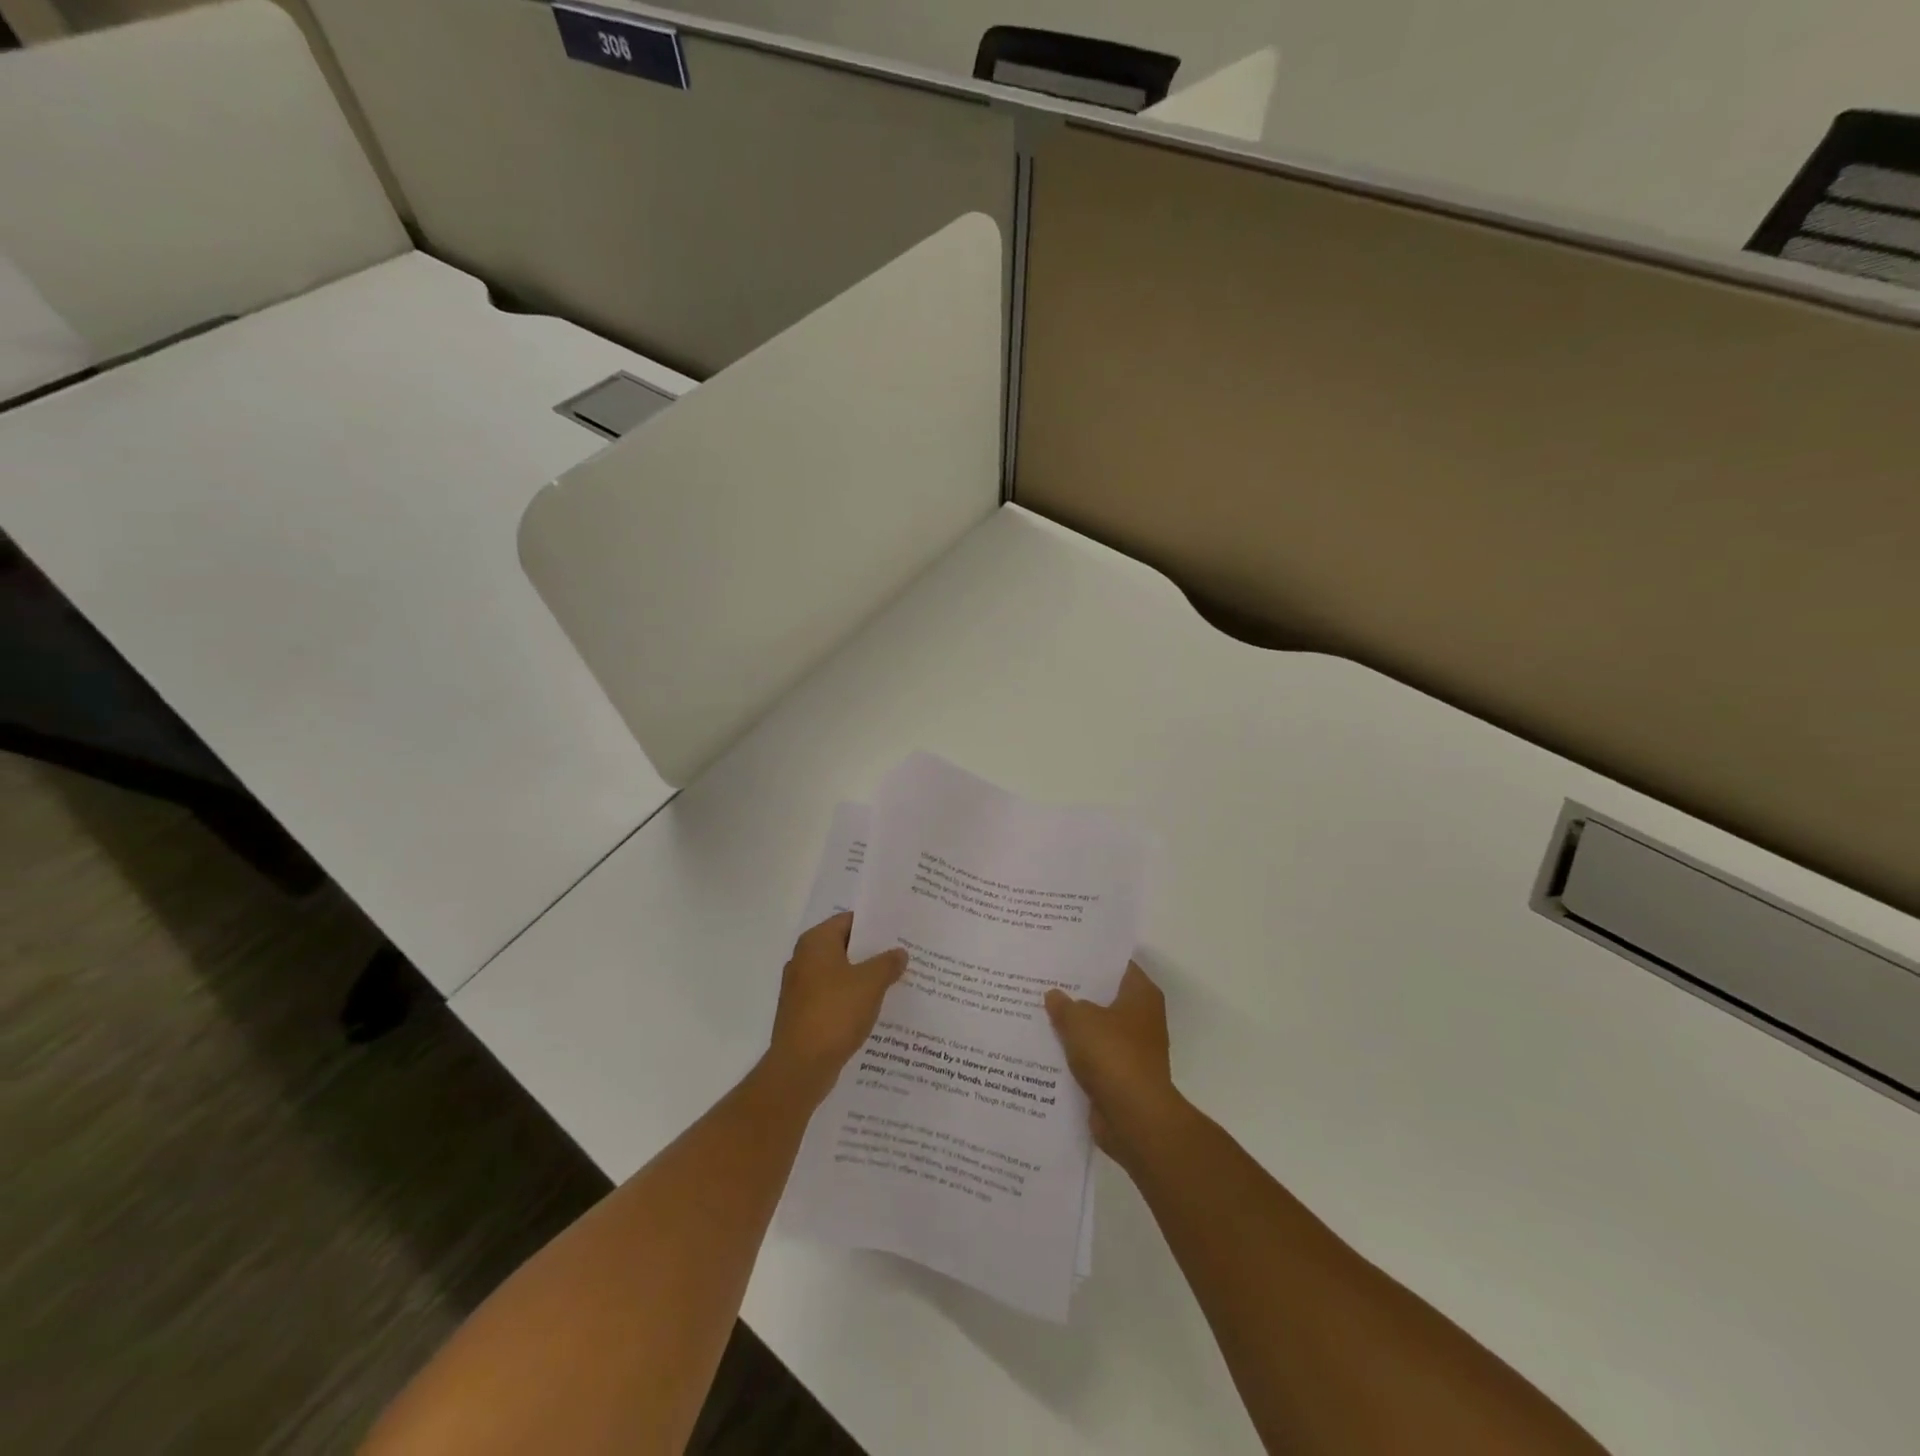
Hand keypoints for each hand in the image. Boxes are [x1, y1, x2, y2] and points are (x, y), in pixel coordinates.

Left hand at [767, 912, 907, 1103]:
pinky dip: (852, 999)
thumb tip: (899, 953)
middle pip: (844, 947)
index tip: (900, 930)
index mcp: (815, 943)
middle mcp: (803, 959)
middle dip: (872, 952)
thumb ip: (887, 963)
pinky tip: (875, 1008)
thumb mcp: (870, 983)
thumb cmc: (835, 1013)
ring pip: (839, 974)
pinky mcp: (803, 1014)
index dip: (875, 924)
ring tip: (895, 981)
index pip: (849, 920)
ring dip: (863, 977)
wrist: (800, 1067)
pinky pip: (833, 997)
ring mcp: (800, 988)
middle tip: (903, 955)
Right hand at [1045, 963, 1179, 1164]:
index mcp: (1141, 995)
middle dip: (1077, 993)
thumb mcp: (1080, 1020)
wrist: (1133, 1117)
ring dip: (1074, 1027)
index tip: (1064, 954)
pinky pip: (1093, 1058)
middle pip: (1105, 997)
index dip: (1091, 959)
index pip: (1117, 965)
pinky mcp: (1121, 1077)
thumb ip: (1063, 1004)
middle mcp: (1142, 1019)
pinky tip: (1047, 1048)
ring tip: (1038, 1012)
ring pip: (1097, 1029)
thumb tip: (1054, 995)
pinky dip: (1075, 1055)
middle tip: (1043, 980)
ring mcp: (1133, 1050)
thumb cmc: (1112, 1055)